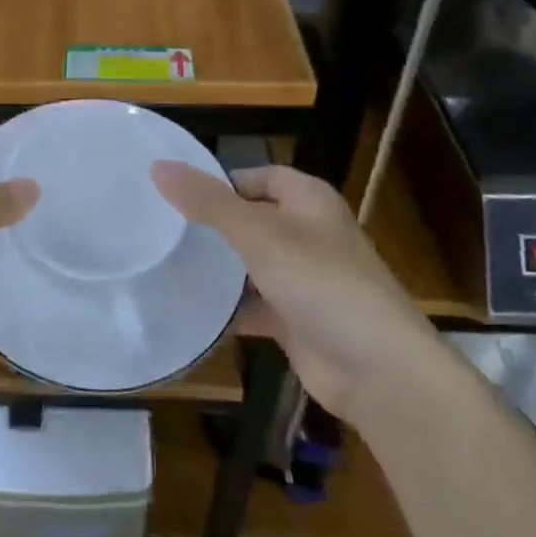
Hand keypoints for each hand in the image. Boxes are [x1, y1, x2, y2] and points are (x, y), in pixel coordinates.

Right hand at [151, 162, 438, 421]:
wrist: (378, 370)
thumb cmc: (320, 282)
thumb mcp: (257, 233)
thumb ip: (207, 201)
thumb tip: (157, 166)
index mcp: (307, 200)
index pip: (254, 176)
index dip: (218, 181)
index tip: (171, 194)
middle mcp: (308, 233)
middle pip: (249, 218)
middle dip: (210, 224)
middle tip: (158, 229)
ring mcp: (303, 278)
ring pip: (249, 263)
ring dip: (216, 267)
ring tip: (163, 263)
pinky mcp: (295, 319)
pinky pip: (253, 304)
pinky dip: (227, 307)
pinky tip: (189, 307)